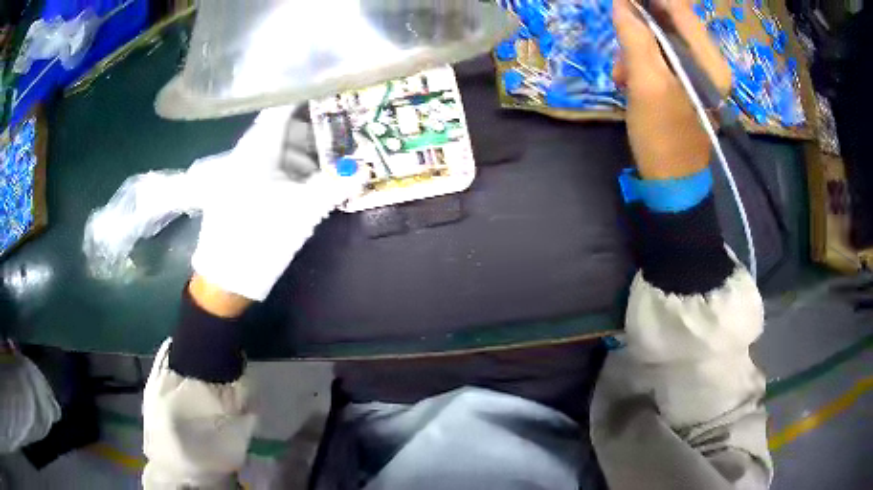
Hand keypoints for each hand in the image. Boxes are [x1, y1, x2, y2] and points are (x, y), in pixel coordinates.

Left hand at [189, 105, 361, 302]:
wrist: (225, 280)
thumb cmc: (260, 237)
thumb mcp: (303, 211)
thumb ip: (335, 185)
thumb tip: (365, 169)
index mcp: (258, 148)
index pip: (284, 107)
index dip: (309, 96)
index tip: (336, 92)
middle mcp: (248, 153)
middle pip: (285, 129)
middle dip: (316, 133)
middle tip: (344, 140)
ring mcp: (244, 172)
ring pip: (280, 151)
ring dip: (306, 156)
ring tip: (331, 169)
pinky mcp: (243, 190)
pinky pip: (272, 169)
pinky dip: (293, 172)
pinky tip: (310, 186)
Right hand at [612, 0, 730, 179]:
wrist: (671, 182)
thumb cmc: (663, 137)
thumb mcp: (647, 85)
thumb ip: (636, 39)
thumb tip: (622, 4)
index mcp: (710, 63)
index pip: (681, 10)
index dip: (651, 0)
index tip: (623, 0)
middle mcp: (709, 63)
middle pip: (672, 21)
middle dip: (640, 24)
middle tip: (618, 34)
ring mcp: (698, 73)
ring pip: (663, 38)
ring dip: (637, 46)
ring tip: (622, 71)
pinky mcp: (686, 82)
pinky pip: (662, 55)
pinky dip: (642, 60)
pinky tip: (629, 78)